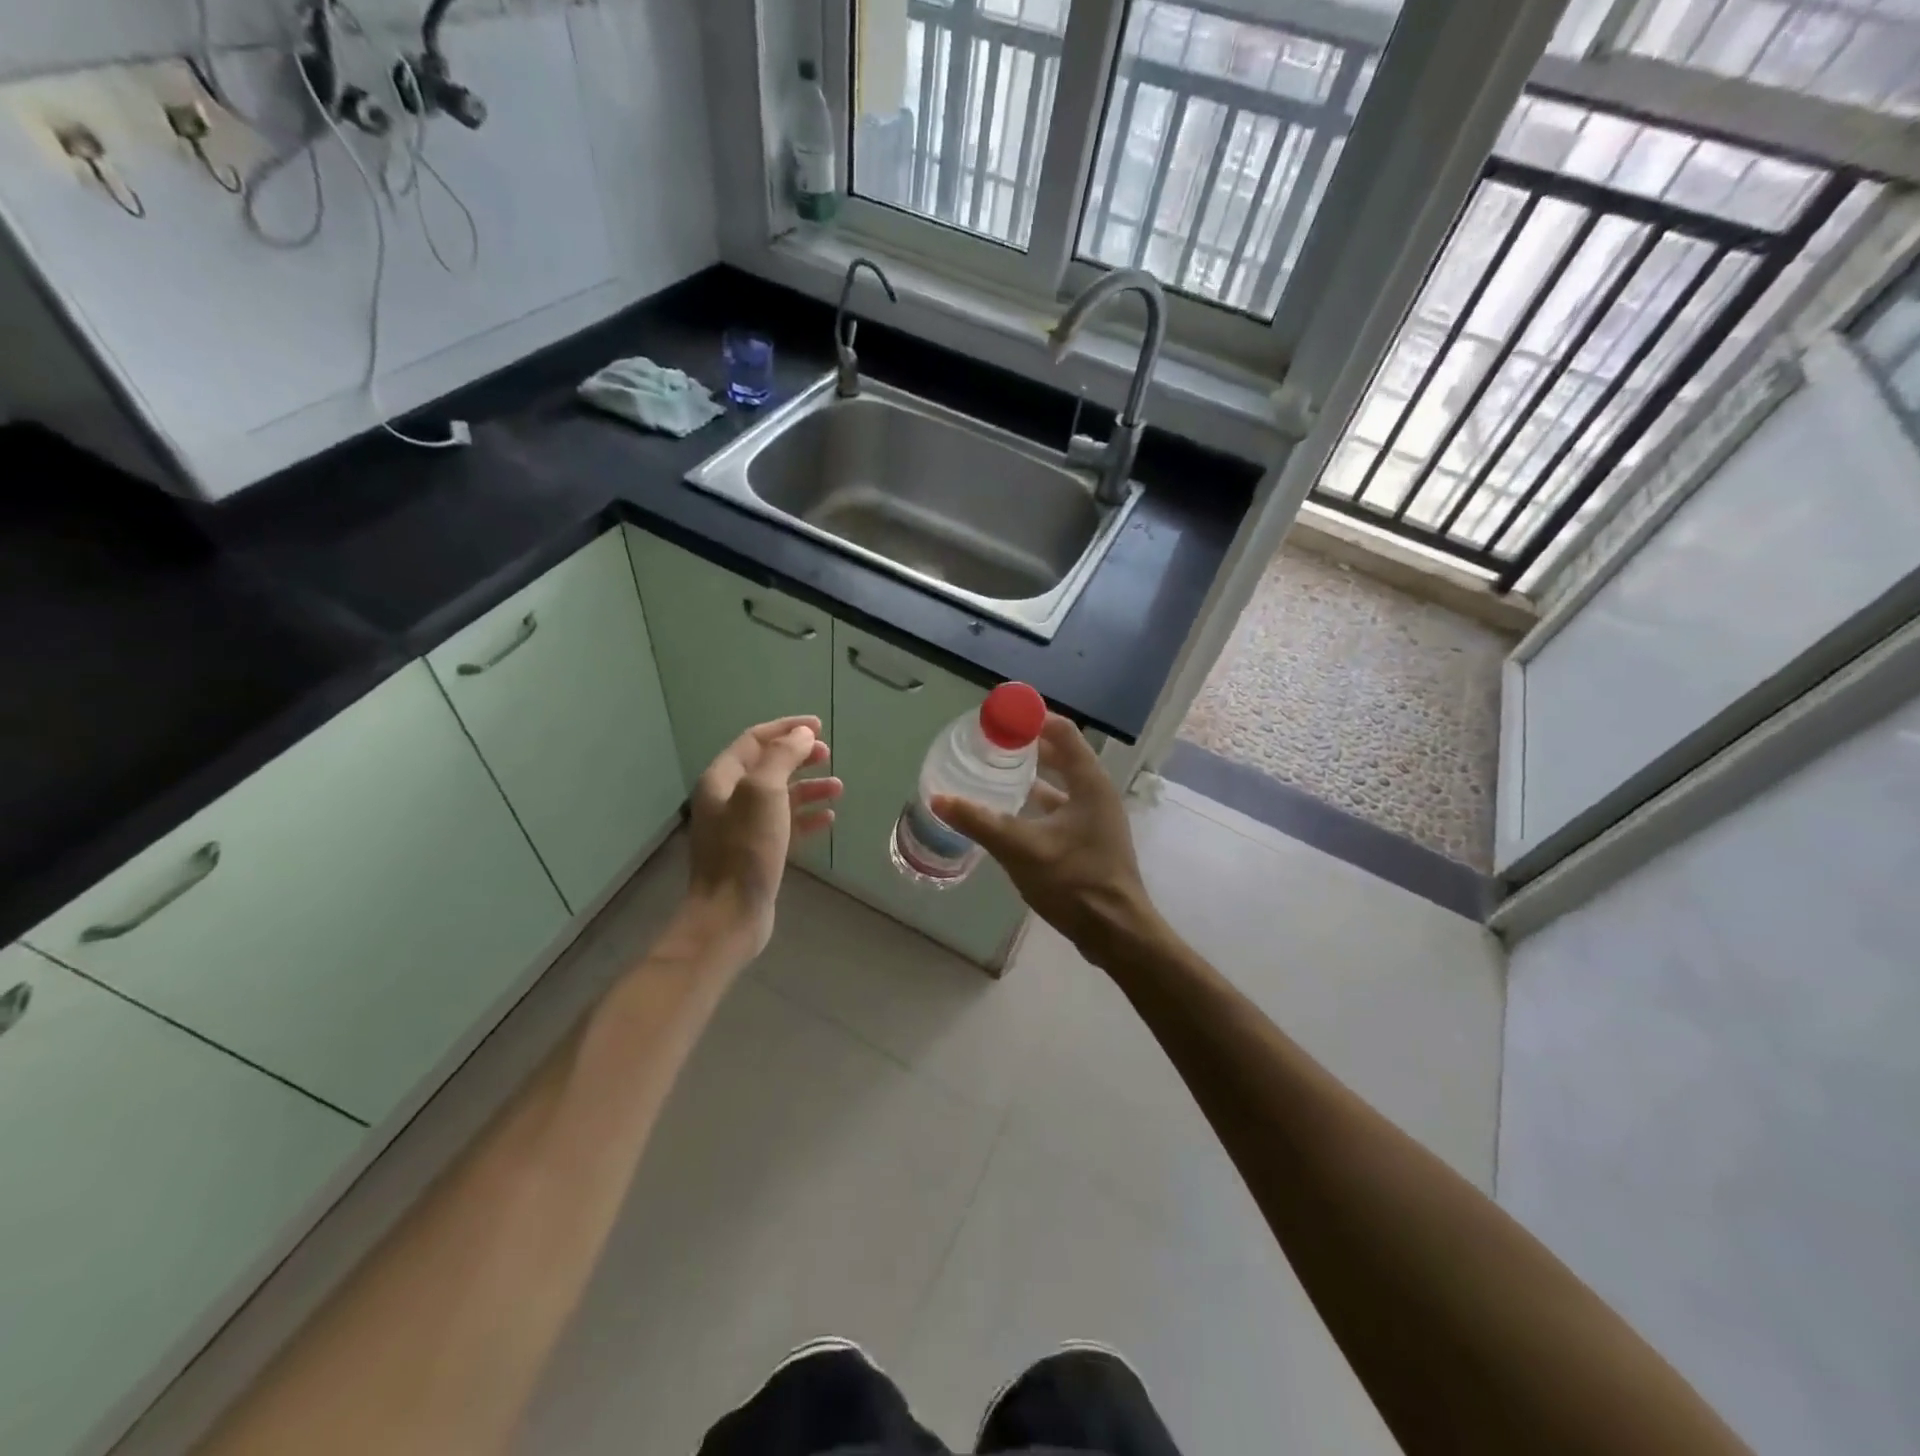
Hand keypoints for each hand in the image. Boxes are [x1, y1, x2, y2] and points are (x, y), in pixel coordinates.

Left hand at [681, 715, 840, 961]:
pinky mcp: (756, 852)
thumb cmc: (745, 848)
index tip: (818, 726)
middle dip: (798, 756)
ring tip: (838, 788)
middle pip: (767, 765)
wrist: (730, 914)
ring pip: (779, 796)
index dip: (786, 728)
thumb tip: (802, 734)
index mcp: (721, 779)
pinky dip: (805, 816)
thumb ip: (782, 756)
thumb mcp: (763, 792)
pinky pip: (784, 824)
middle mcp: (727, 799)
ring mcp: (741, 828)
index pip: (754, 740)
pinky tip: (827, 818)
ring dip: (808, 787)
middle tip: (827, 753)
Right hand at [931, 714, 1155, 957]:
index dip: (1031, 719)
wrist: (1115, 933)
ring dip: (1031, 775)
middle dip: (1027, 745)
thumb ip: (979, 821)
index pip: (1062, 731)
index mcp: (1089, 783)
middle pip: (1061, 754)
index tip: (998, 717)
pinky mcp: (1089, 841)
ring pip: (1059, 784)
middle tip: (990, 742)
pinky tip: (1009, 813)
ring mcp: (1095, 819)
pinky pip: (1059, 809)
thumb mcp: (1021, 848)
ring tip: (994, 772)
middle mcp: (1096, 793)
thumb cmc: (1074, 881)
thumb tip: (938, 799)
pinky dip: (1035, 803)